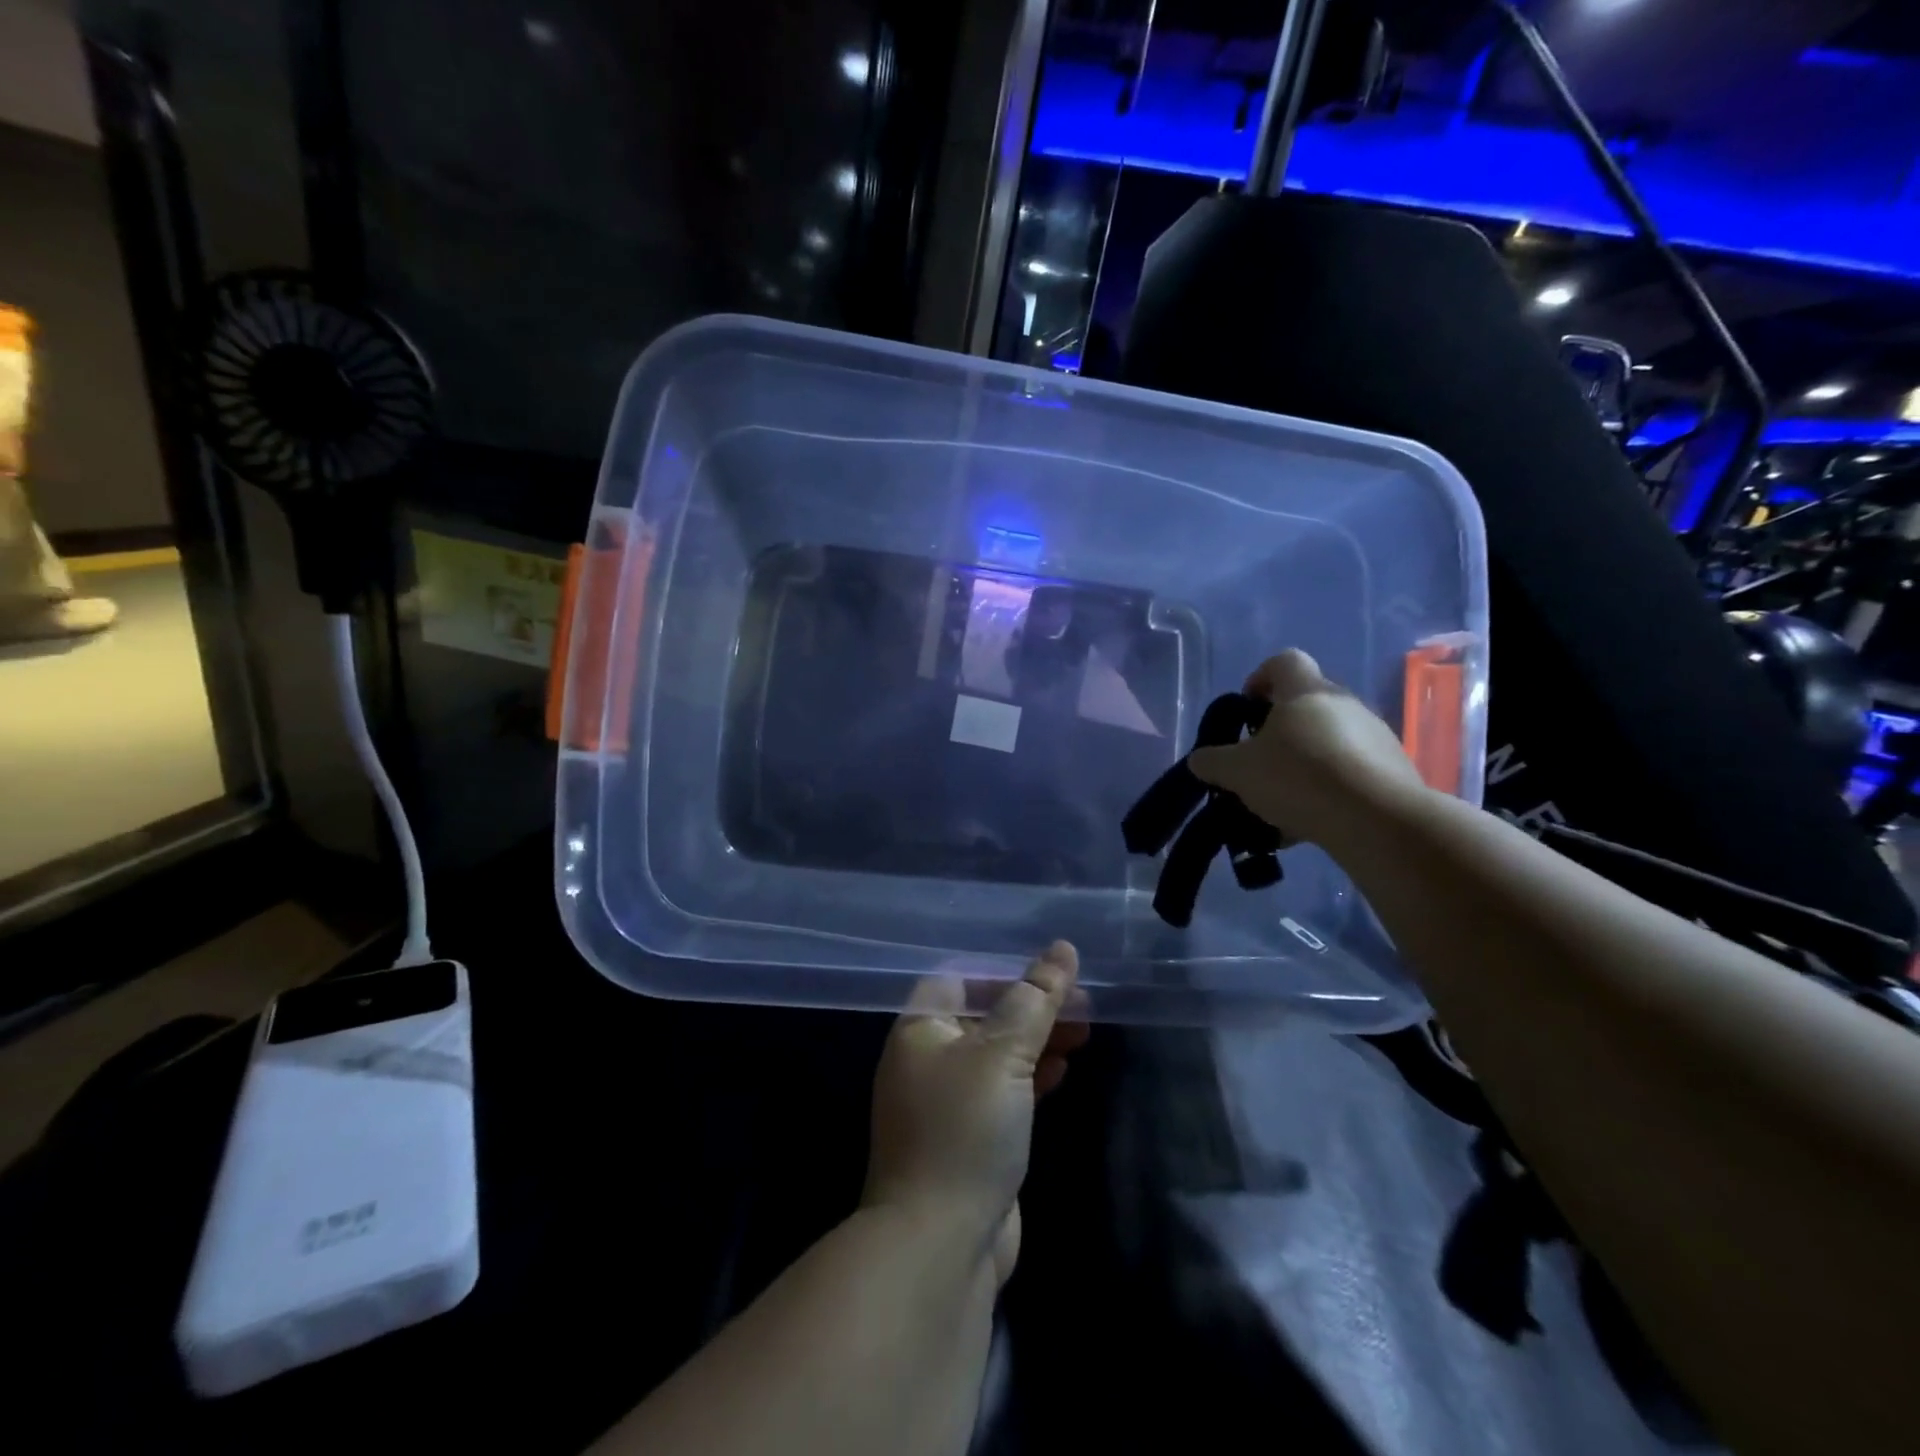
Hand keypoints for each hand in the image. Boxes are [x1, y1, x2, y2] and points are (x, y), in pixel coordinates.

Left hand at [862, 942, 1087, 1284]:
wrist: (940, 1244)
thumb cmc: (965, 1129)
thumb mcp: (1002, 1053)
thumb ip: (1035, 999)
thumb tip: (1062, 948)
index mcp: (919, 1030)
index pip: (961, 978)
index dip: (1005, 971)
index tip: (1052, 973)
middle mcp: (927, 1059)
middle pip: (984, 1015)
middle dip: (1032, 1006)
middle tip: (1083, 1003)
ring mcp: (948, 1101)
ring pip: (998, 1053)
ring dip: (1038, 1039)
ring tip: (1084, 1031)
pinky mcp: (970, 1137)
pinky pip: (1003, 1090)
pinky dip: (1032, 1075)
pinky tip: (1063, 1070)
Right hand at [1188, 649, 1427, 844]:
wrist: (1377, 820)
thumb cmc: (1299, 777)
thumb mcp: (1237, 772)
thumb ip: (1212, 762)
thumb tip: (1201, 760)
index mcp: (1306, 691)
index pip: (1284, 661)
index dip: (1260, 678)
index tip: (1246, 709)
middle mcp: (1345, 702)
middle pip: (1306, 704)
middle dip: (1279, 731)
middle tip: (1259, 763)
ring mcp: (1375, 734)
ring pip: (1328, 739)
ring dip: (1304, 762)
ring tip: (1282, 802)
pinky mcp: (1393, 768)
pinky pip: (1350, 769)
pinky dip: (1328, 788)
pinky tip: (1310, 820)